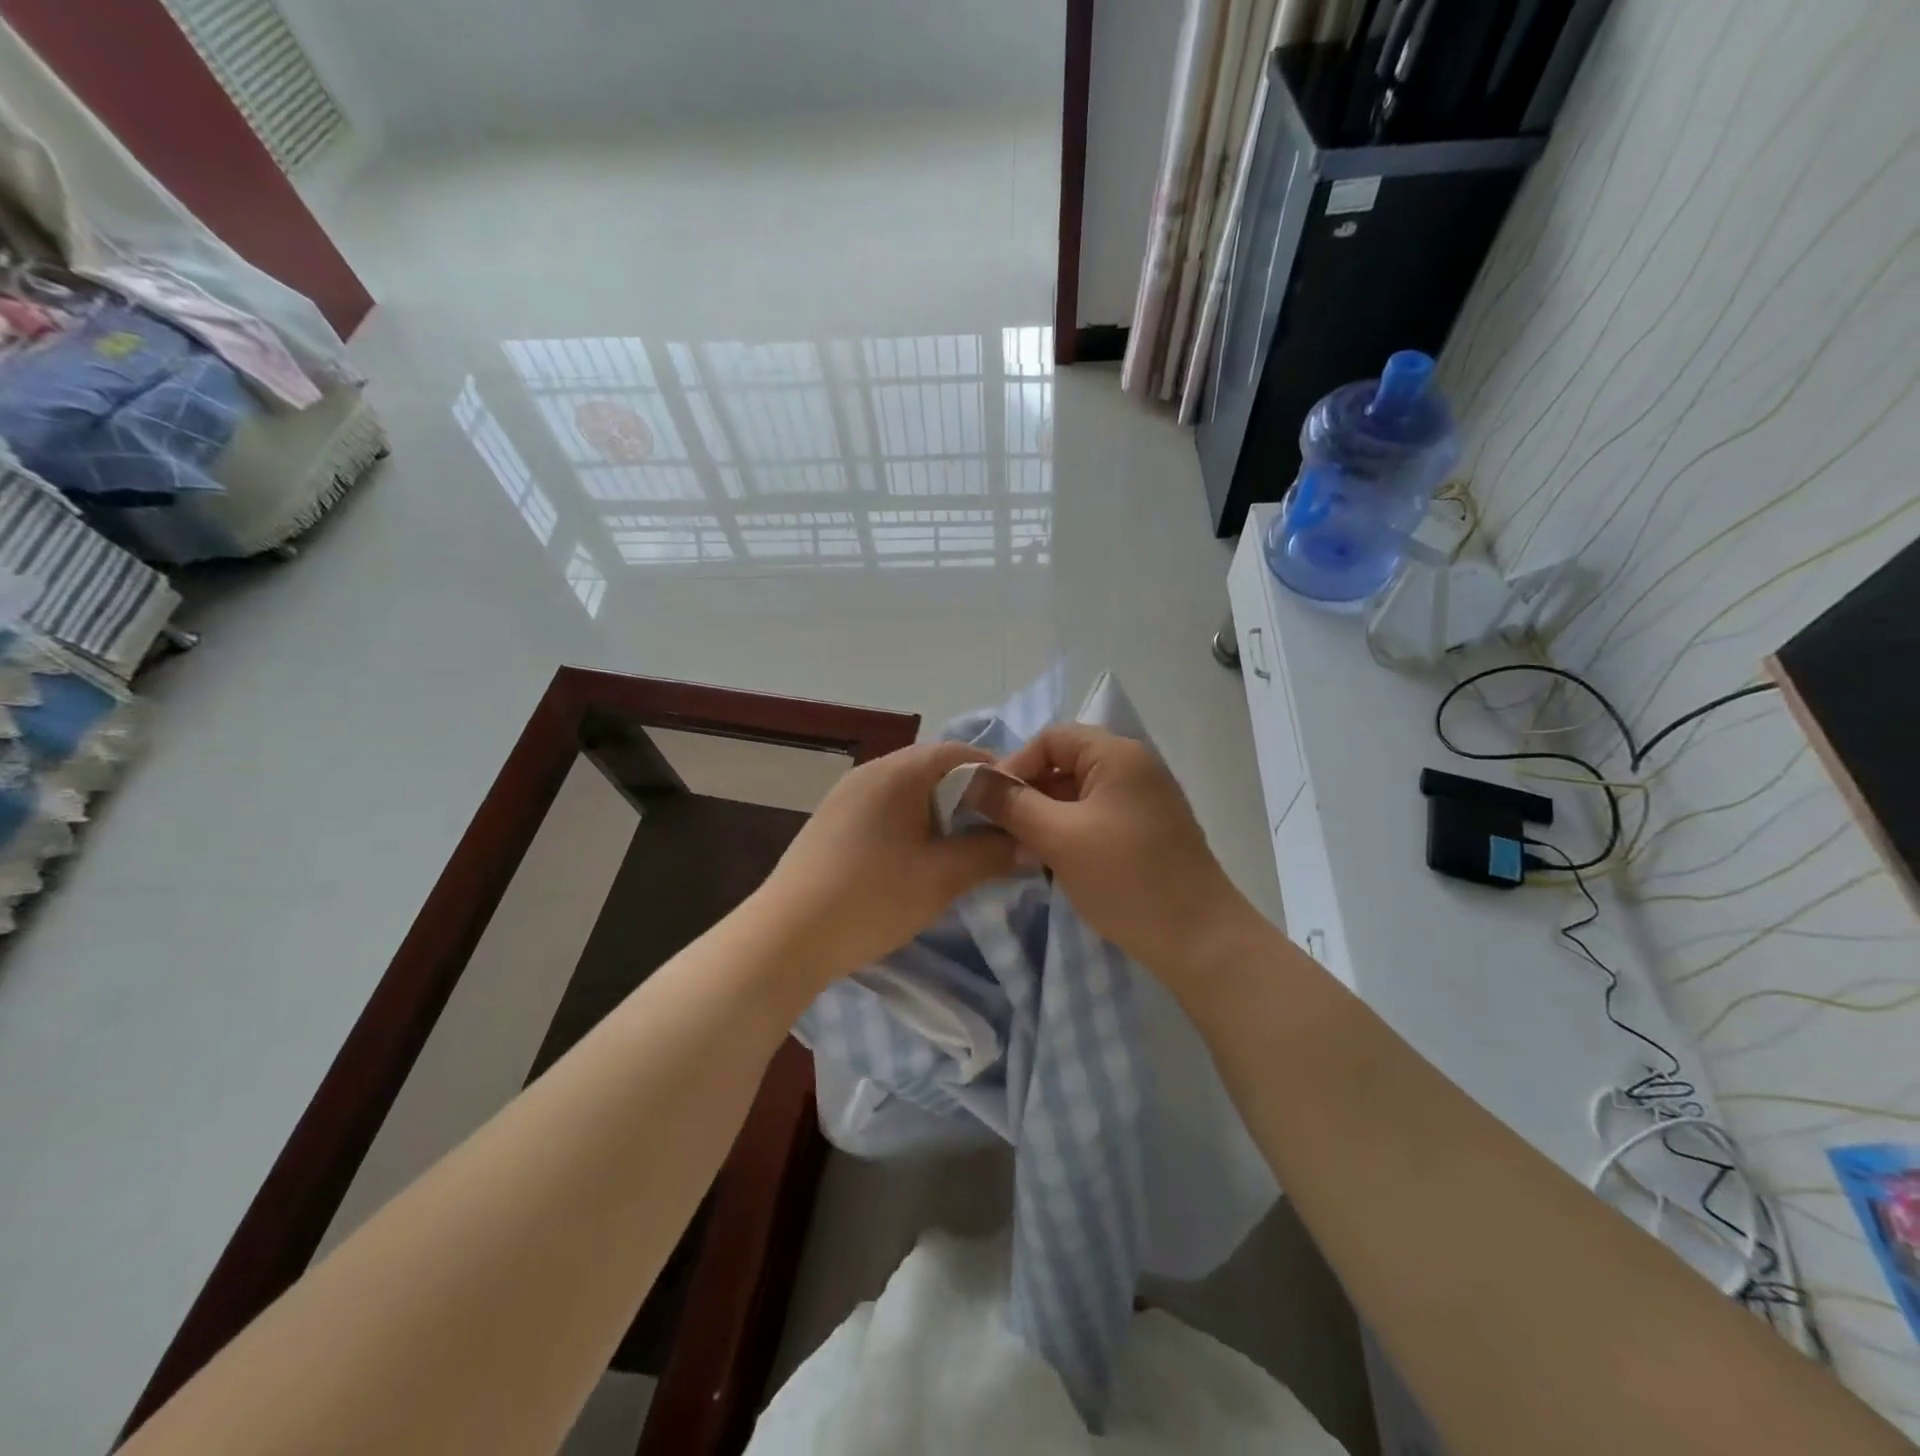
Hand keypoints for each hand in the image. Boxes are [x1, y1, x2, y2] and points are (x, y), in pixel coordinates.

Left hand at [749, 741, 1017, 989]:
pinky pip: (884, 808)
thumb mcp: (943, 877)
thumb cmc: (873, 898)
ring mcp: (846, 795)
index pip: (961, 753)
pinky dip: (911, 823)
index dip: (997, 776)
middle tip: (997, 831)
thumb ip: (992, 853)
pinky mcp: (831, 820)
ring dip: (940, 812)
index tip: (1021, 808)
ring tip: (961, 848)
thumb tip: (1029, 842)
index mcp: (899, 771)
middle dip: (970, 797)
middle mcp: (871, 771)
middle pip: (934, 769)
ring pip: (908, 790)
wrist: (787, 937)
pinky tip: (916, 858)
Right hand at [971, 725, 1259, 978]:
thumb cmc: (1126, 879)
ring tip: (1019, 850)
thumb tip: (972, 781)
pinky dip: (1068, 833)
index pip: (1051, 738)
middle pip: (1065, 764)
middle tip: (998, 830)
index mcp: (1118, 755)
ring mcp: (1143, 802)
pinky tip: (1049, 862)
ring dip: (1044, 817)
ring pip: (1077, 795)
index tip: (988, 803)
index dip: (1014, 764)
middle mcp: (1134, 768)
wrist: (1199, 940)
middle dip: (1027, 794)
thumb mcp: (1059, 838)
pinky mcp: (1146, 832)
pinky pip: (1095, 818)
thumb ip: (1012, 804)